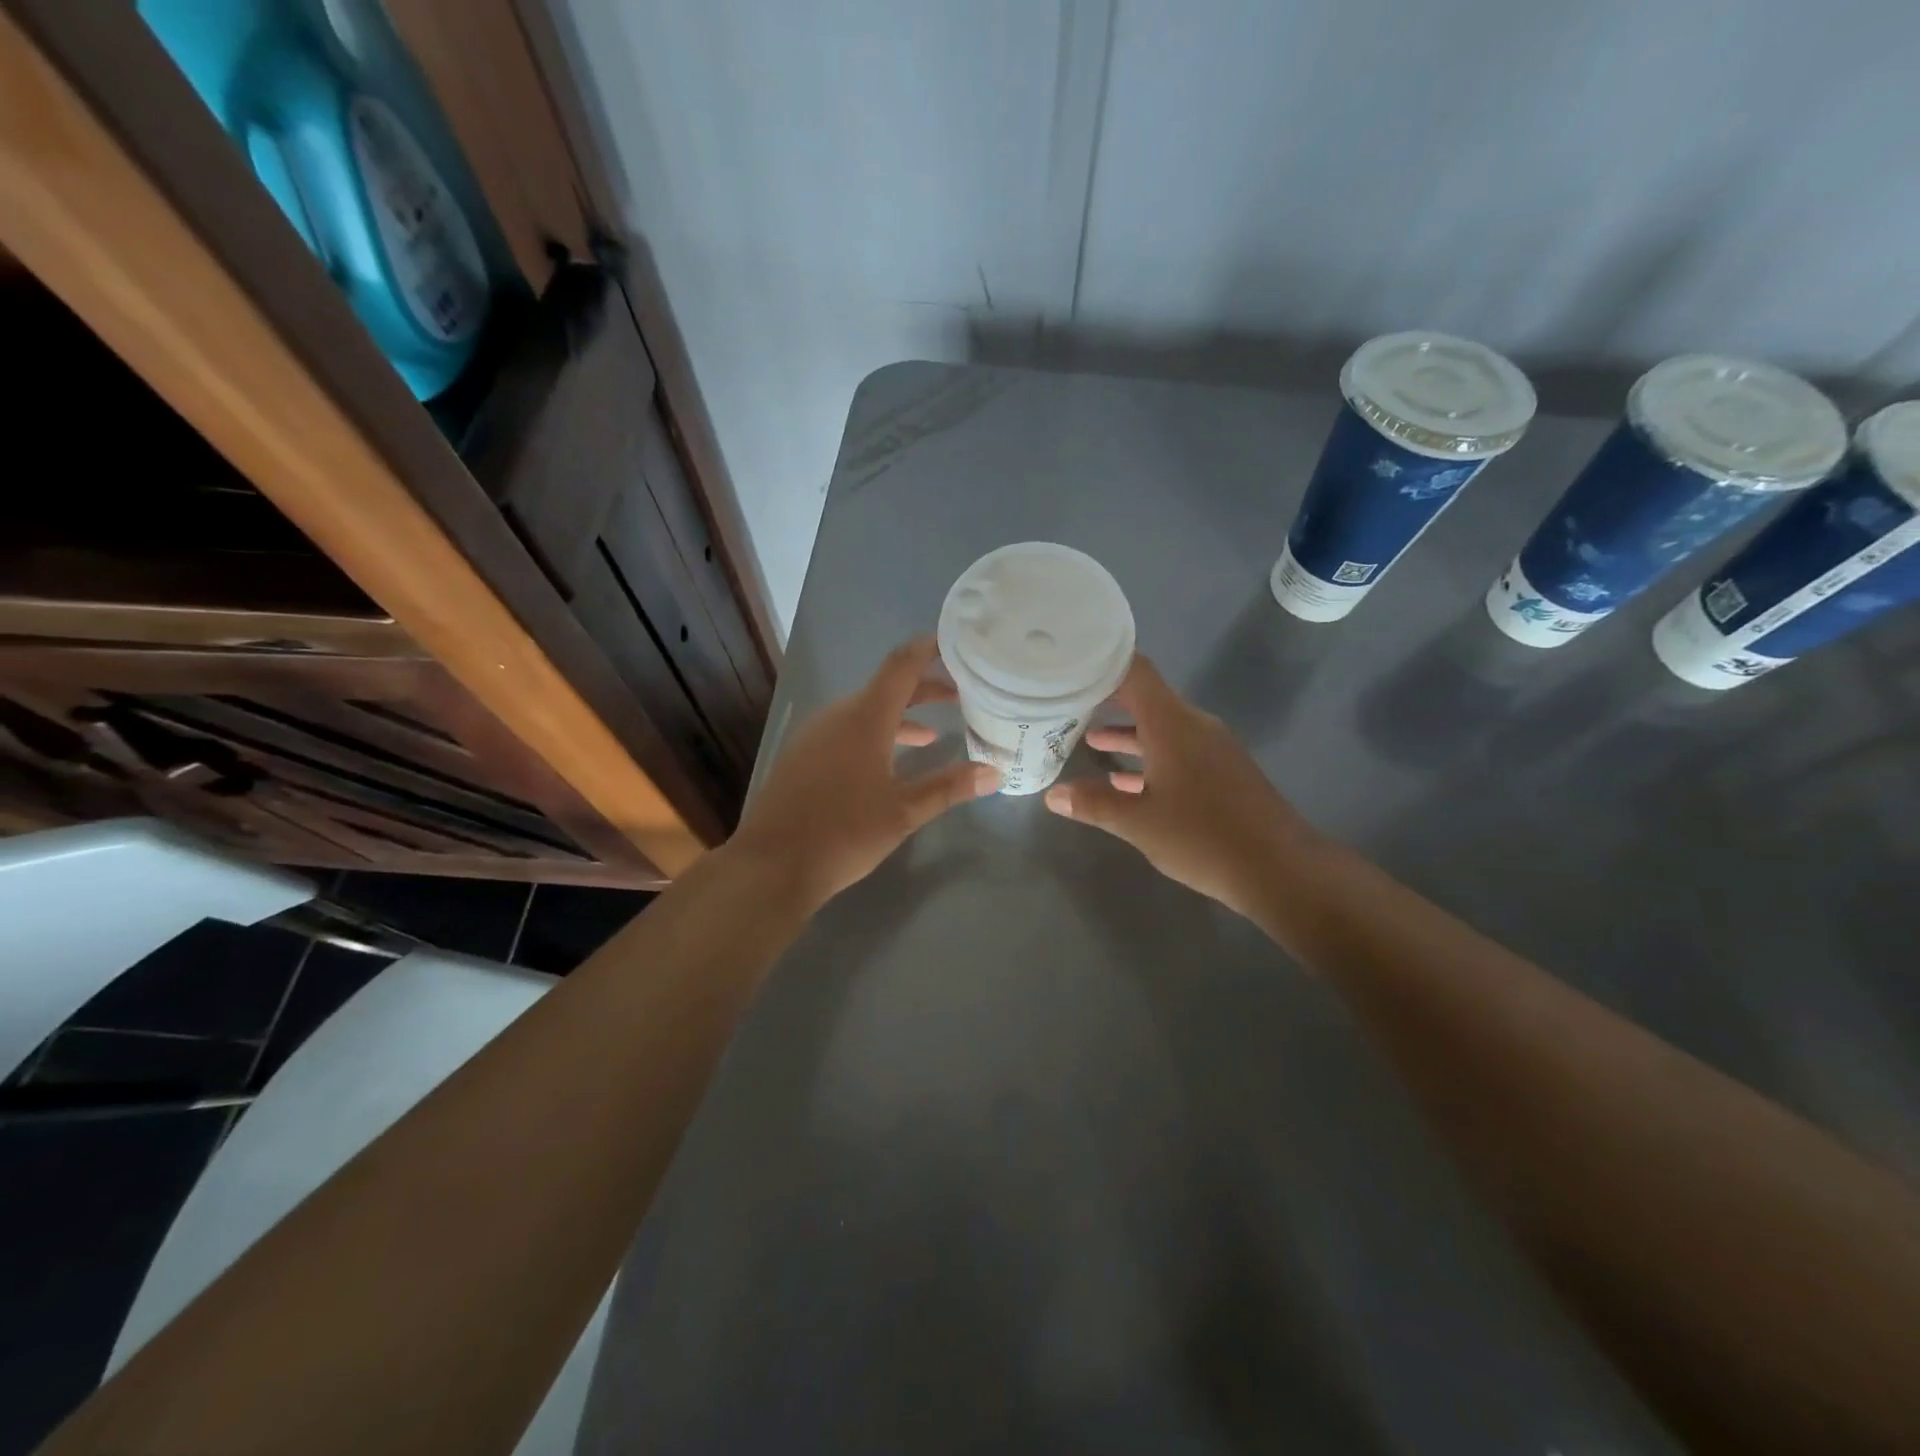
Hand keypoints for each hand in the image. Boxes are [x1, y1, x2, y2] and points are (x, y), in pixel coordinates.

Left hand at [728, 637, 999, 907]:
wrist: (772, 865)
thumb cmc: (844, 832)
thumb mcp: (904, 811)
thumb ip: (949, 787)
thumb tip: (994, 773)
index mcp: (864, 718)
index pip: (902, 665)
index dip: (929, 649)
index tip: (958, 644)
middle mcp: (838, 716)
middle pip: (886, 689)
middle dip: (924, 690)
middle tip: (961, 697)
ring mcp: (815, 736)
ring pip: (866, 713)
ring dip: (900, 718)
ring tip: (933, 735)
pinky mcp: (803, 757)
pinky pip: (846, 732)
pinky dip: (876, 736)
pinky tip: (889, 766)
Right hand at [1043, 655, 1321, 919]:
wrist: (1280, 870)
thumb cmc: (1203, 837)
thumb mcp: (1138, 822)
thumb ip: (1094, 804)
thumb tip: (1053, 795)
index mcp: (1173, 725)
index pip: (1135, 672)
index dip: (1102, 665)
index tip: (1069, 667)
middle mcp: (1194, 726)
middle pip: (1146, 699)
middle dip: (1106, 702)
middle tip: (1067, 705)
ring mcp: (1212, 749)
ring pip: (1160, 729)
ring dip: (1126, 734)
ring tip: (1087, 741)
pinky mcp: (1223, 772)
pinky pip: (1177, 751)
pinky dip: (1149, 758)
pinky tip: (1124, 781)